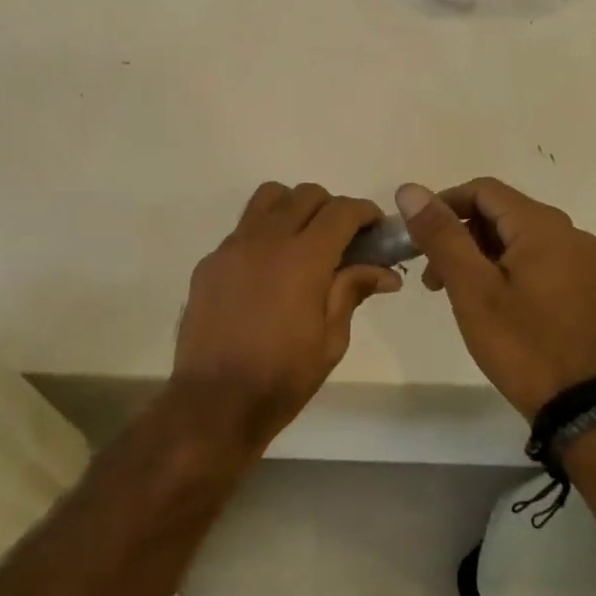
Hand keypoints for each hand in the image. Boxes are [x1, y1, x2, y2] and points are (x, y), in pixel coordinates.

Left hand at [172, 183, 402, 447]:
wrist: (216, 400)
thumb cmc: (283, 376)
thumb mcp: (331, 339)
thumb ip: (353, 292)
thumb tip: (385, 272)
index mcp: (304, 257)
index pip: (341, 210)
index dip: (365, 212)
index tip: (375, 229)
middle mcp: (266, 239)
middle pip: (305, 194)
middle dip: (331, 208)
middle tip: (342, 240)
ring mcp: (232, 247)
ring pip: (267, 199)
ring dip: (293, 208)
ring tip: (302, 242)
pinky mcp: (209, 262)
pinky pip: (241, 230)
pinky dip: (262, 236)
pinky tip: (266, 274)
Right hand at [397, 178, 595, 421]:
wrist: (578, 407)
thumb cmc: (520, 343)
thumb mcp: (471, 287)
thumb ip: (441, 234)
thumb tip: (410, 191)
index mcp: (544, 226)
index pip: (483, 191)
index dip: (443, 205)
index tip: (417, 238)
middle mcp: (569, 233)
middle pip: (499, 213)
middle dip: (458, 235)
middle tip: (430, 275)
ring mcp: (580, 261)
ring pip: (514, 237)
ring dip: (476, 254)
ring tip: (451, 291)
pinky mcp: (581, 286)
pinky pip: (532, 259)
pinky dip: (501, 268)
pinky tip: (485, 300)